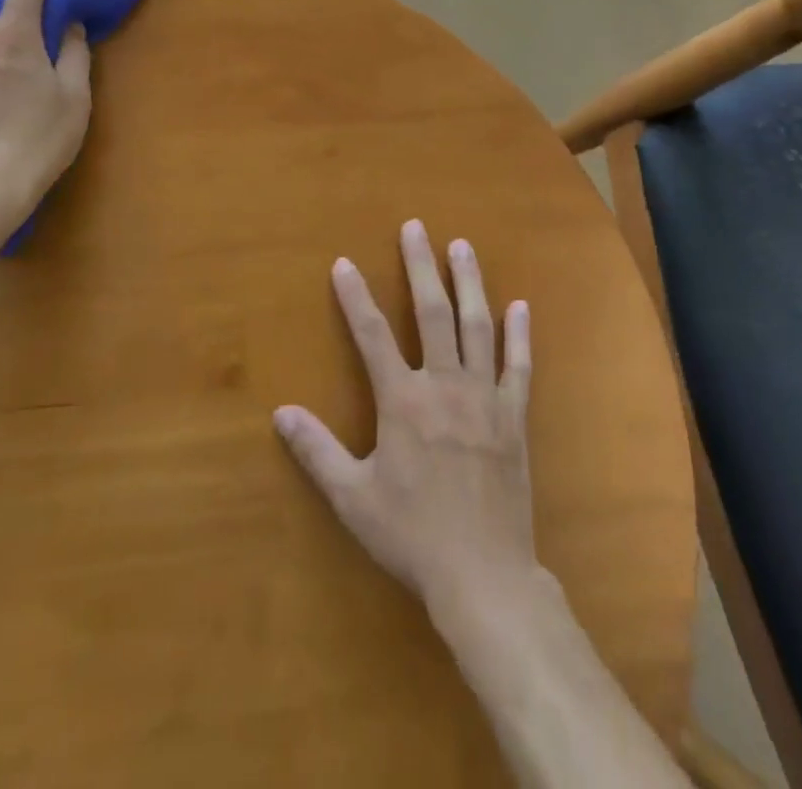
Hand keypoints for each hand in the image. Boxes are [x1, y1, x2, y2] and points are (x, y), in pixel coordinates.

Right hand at [274, 220, 538, 614]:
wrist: (483, 574)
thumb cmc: (412, 535)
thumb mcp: (352, 497)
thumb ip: (316, 451)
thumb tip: (280, 412)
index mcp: (403, 400)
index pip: (371, 335)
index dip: (354, 297)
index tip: (343, 263)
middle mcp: (444, 385)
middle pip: (431, 312)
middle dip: (420, 266)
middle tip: (416, 228)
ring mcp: (484, 397)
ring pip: (476, 326)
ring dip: (468, 282)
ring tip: (462, 246)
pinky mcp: (514, 416)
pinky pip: (519, 366)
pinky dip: (519, 334)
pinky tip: (520, 306)